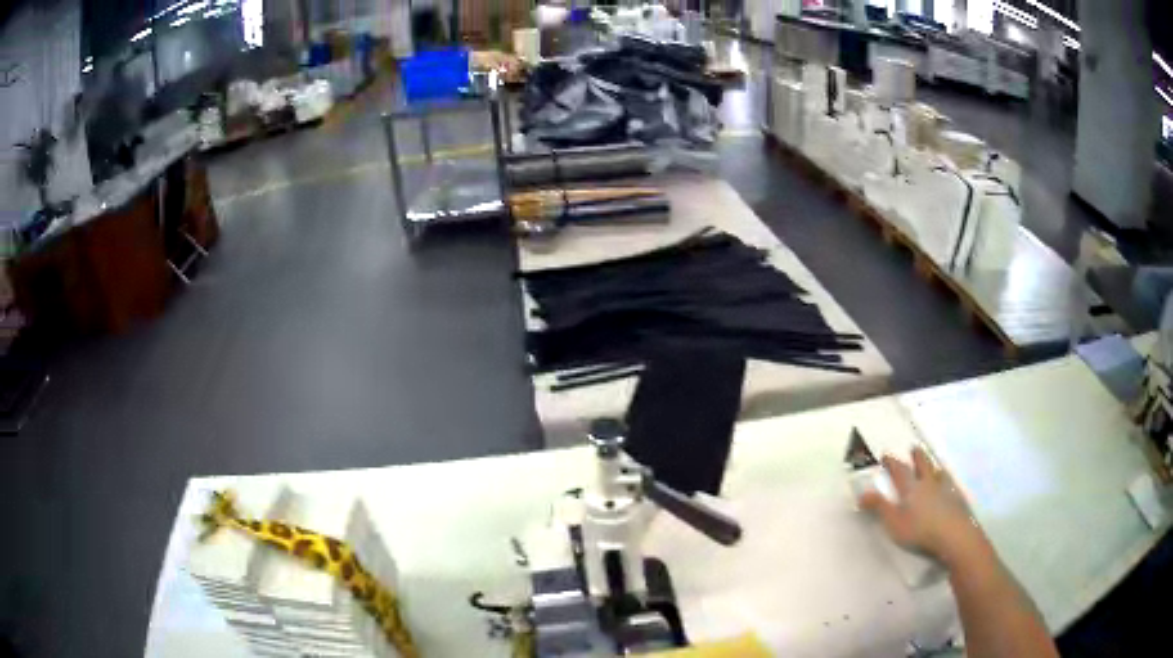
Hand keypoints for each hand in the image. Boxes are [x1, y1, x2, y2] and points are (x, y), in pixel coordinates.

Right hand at [859, 447, 987, 567]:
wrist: (954, 536)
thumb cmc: (920, 530)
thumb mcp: (894, 522)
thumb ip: (879, 507)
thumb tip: (862, 492)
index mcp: (911, 488)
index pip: (900, 471)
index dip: (892, 462)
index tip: (886, 455)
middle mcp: (928, 484)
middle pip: (922, 465)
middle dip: (917, 457)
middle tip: (914, 448)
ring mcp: (945, 491)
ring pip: (938, 474)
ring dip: (934, 468)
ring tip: (934, 465)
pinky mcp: (957, 501)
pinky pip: (950, 486)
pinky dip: (947, 482)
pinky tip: (949, 487)